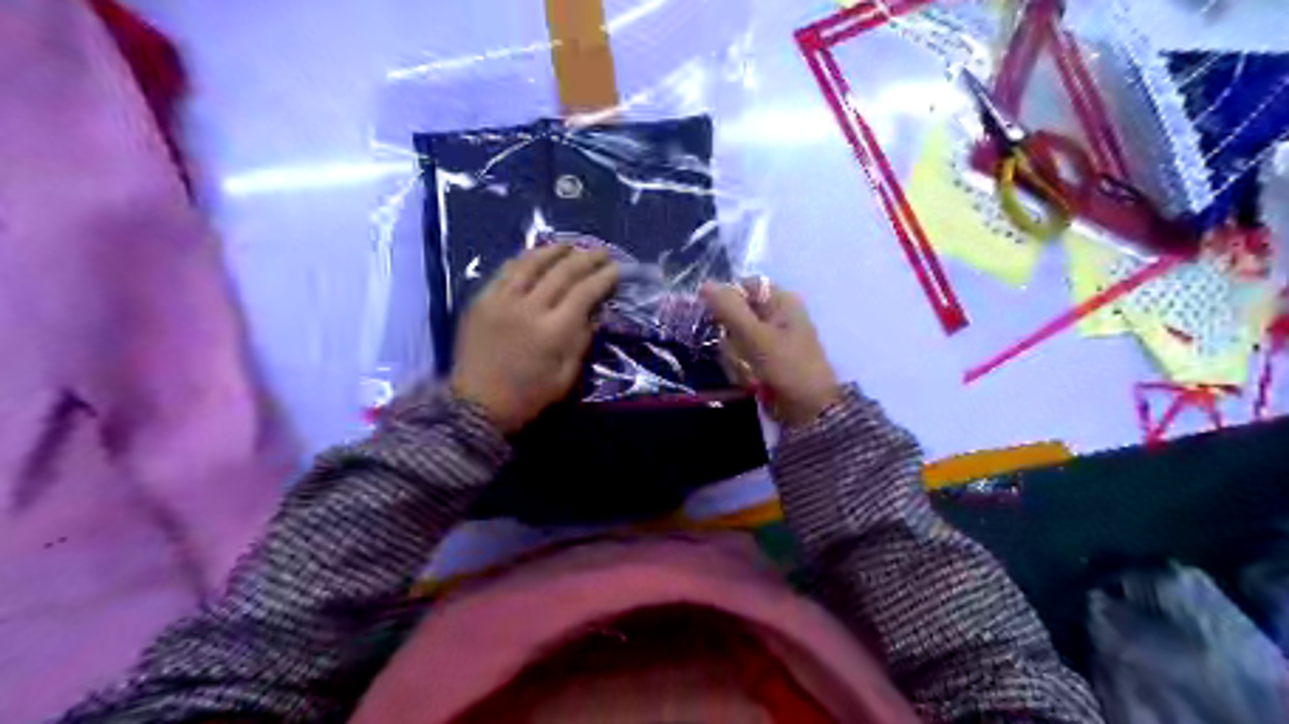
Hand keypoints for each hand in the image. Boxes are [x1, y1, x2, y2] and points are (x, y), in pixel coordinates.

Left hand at [449, 242, 616, 434]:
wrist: (476, 404)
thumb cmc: (527, 396)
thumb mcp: (565, 377)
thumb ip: (582, 341)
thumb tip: (595, 312)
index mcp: (553, 332)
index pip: (584, 293)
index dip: (603, 278)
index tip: (616, 270)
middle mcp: (529, 309)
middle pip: (562, 272)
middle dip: (586, 258)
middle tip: (601, 252)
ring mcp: (502, 301)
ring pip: (532, 264)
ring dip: (555, 251)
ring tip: (571, 245)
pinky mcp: (481, 300)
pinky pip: (505, 272)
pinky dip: (524, 260)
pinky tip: (536, 256)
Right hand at [702, 276, 840, 430]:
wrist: (809, 411)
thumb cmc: (787, 367)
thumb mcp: (756, 336)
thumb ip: (730, 309)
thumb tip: (705, 284)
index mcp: (782, 300)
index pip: (744, 286)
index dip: (726, 301)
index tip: (716, 320)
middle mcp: (777, 314)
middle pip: (736, 314)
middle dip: (730, 336)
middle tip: (739, 353)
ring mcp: (772, 338)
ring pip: (735, 338)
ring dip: (734, 356)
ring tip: (747, 371)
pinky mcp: (766, 359)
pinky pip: (741, 356)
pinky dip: (740, 367)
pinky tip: (749, 380)